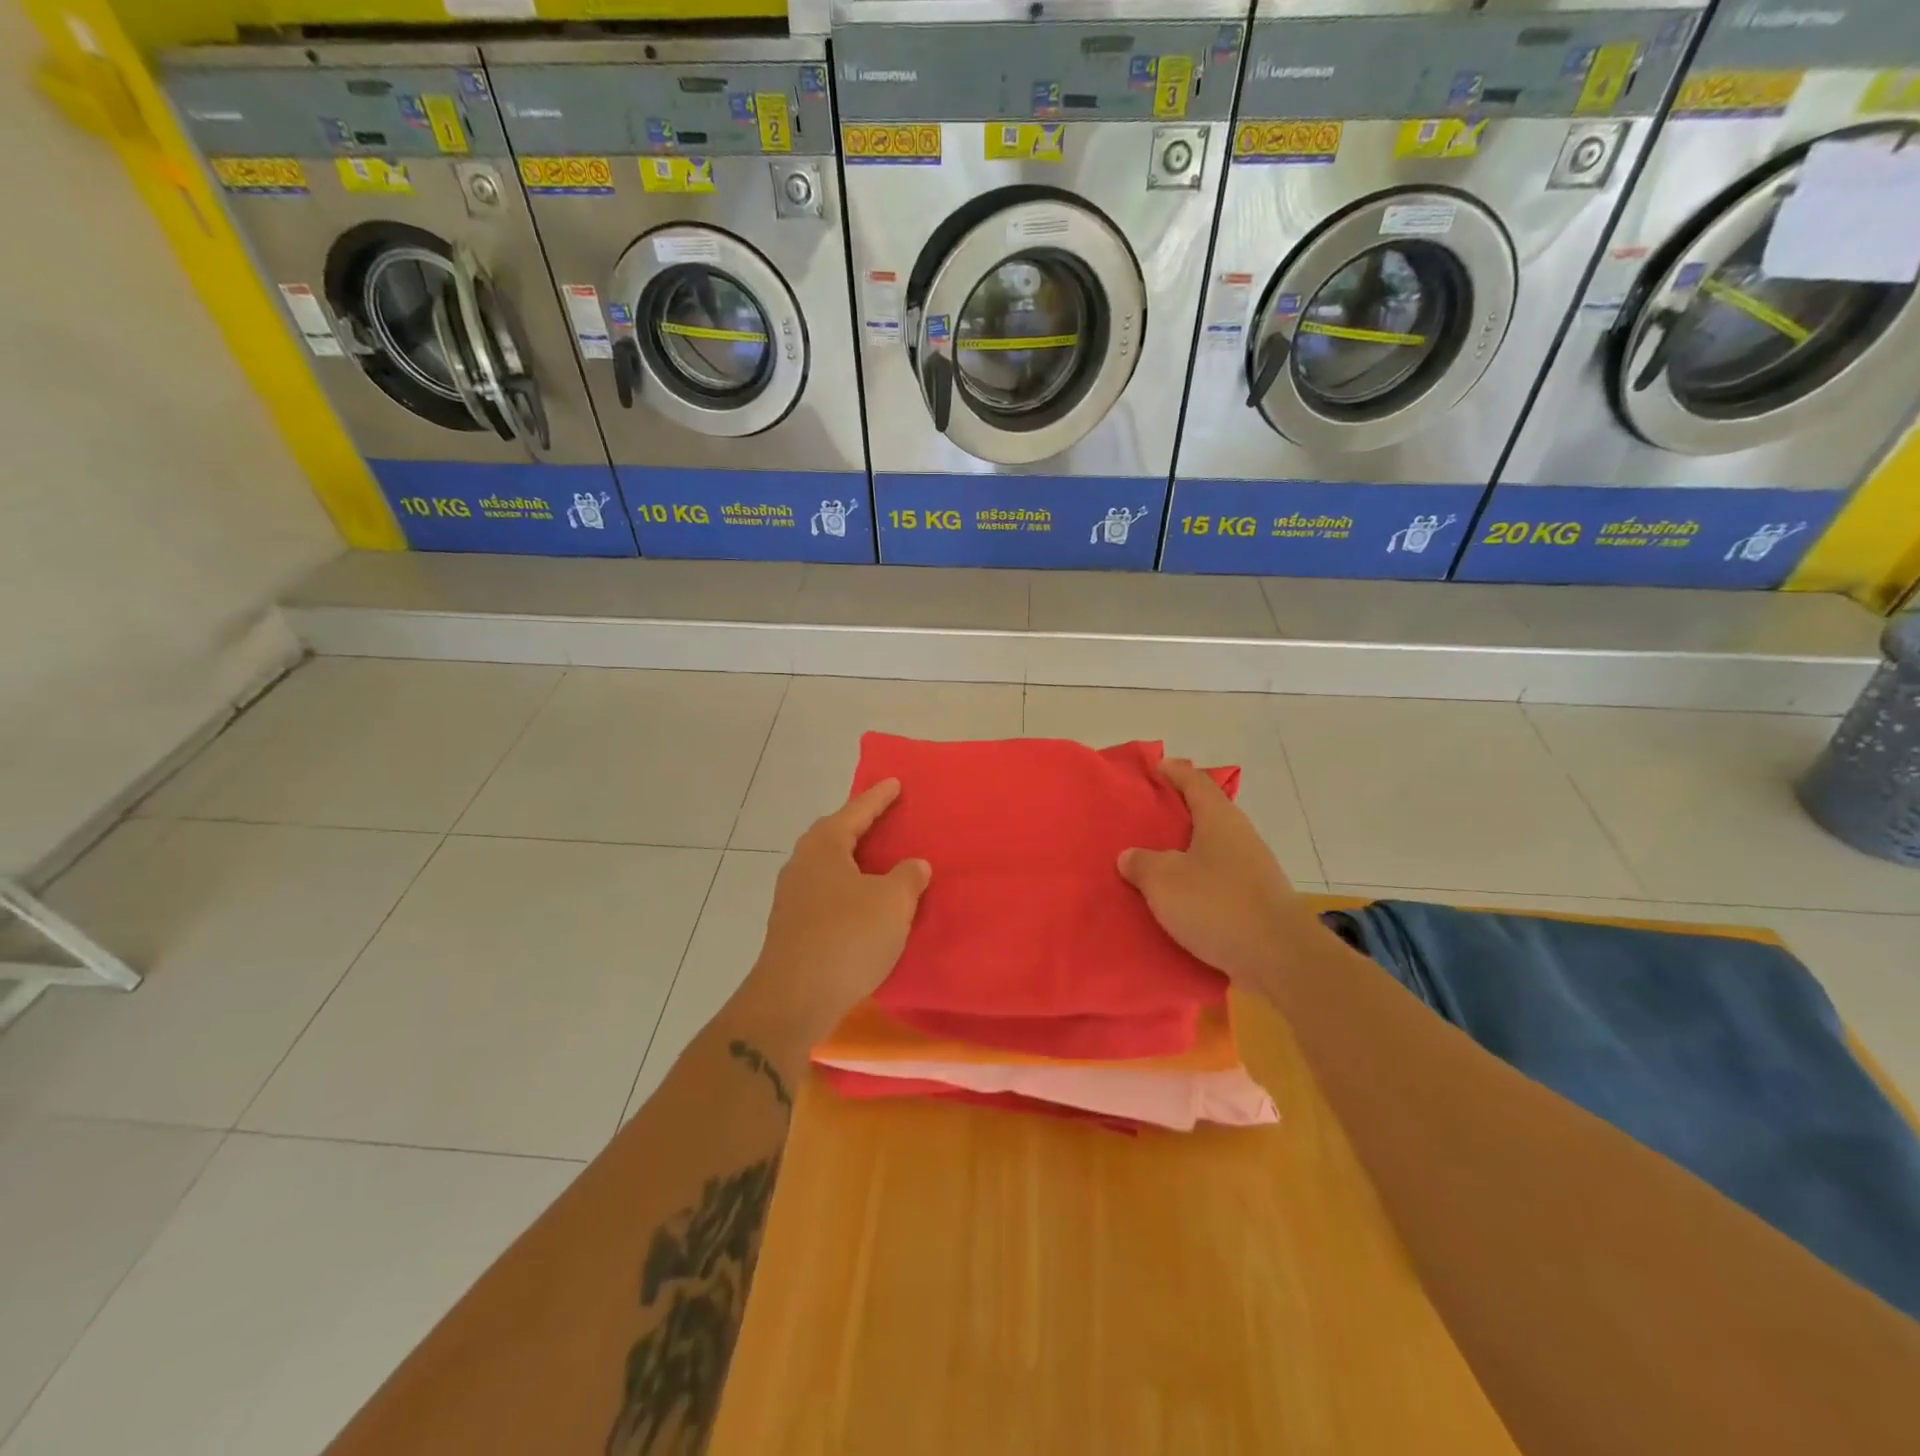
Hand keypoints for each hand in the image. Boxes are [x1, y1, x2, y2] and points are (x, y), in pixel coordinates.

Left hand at [739, 779, 931, 1048]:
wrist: (794, 999)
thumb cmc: (847, 937)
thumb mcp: (892, 902)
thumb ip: (908, 877)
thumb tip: (914, 865)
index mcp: (824, 846)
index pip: (856, 811)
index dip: (878, 797)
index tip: (895, 782)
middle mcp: (802, 864)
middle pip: (835, 835)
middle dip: (860, 826)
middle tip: (887, 818)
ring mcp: (792, 897)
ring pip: (829, 867)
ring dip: (854, 862)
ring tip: (880, 862)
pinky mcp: (792, 927)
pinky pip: (827, 893)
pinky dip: (848, 890)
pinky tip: (865, 904)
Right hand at [1118, 758, 1323, 996]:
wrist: (1279, 959)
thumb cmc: (1217, 905)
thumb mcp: (1163, 880)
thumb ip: (1141, 863)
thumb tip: (1130, 856)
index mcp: (1219, 819)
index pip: (1195, 781)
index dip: (1173, 772)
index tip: (1154, 768)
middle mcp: (1240, 837)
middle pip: (1205, 815)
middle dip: (1176, 816)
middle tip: (1143, 820)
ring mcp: (1253, 870)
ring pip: (1211, 851)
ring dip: (1185, 854)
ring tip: (1153, 863)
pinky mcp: (1257, 902)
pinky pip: (1218, 882)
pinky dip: (1197, 885)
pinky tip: (1177, 901)